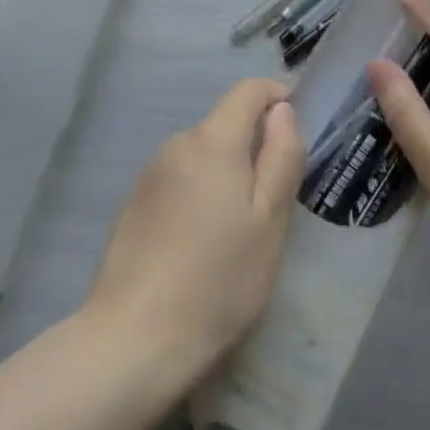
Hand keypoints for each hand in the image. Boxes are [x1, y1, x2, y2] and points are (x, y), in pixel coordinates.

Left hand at [84, 78, 304, 377]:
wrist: (133, 339)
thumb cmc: (218, 281)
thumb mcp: (269, 223)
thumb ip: (281, 158)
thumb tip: (282, 110)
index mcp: (213, 141)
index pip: (248, 90)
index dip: (277, 97)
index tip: (297, 130)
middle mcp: (177, 144)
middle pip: (224, 123)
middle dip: (254, 145)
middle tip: (275, 199)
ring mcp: (151, 174)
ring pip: (202, 154)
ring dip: (226, 172)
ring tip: (240, 229)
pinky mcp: (134, 204)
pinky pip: (179, 180)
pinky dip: (200, 193)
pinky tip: (202, 244)